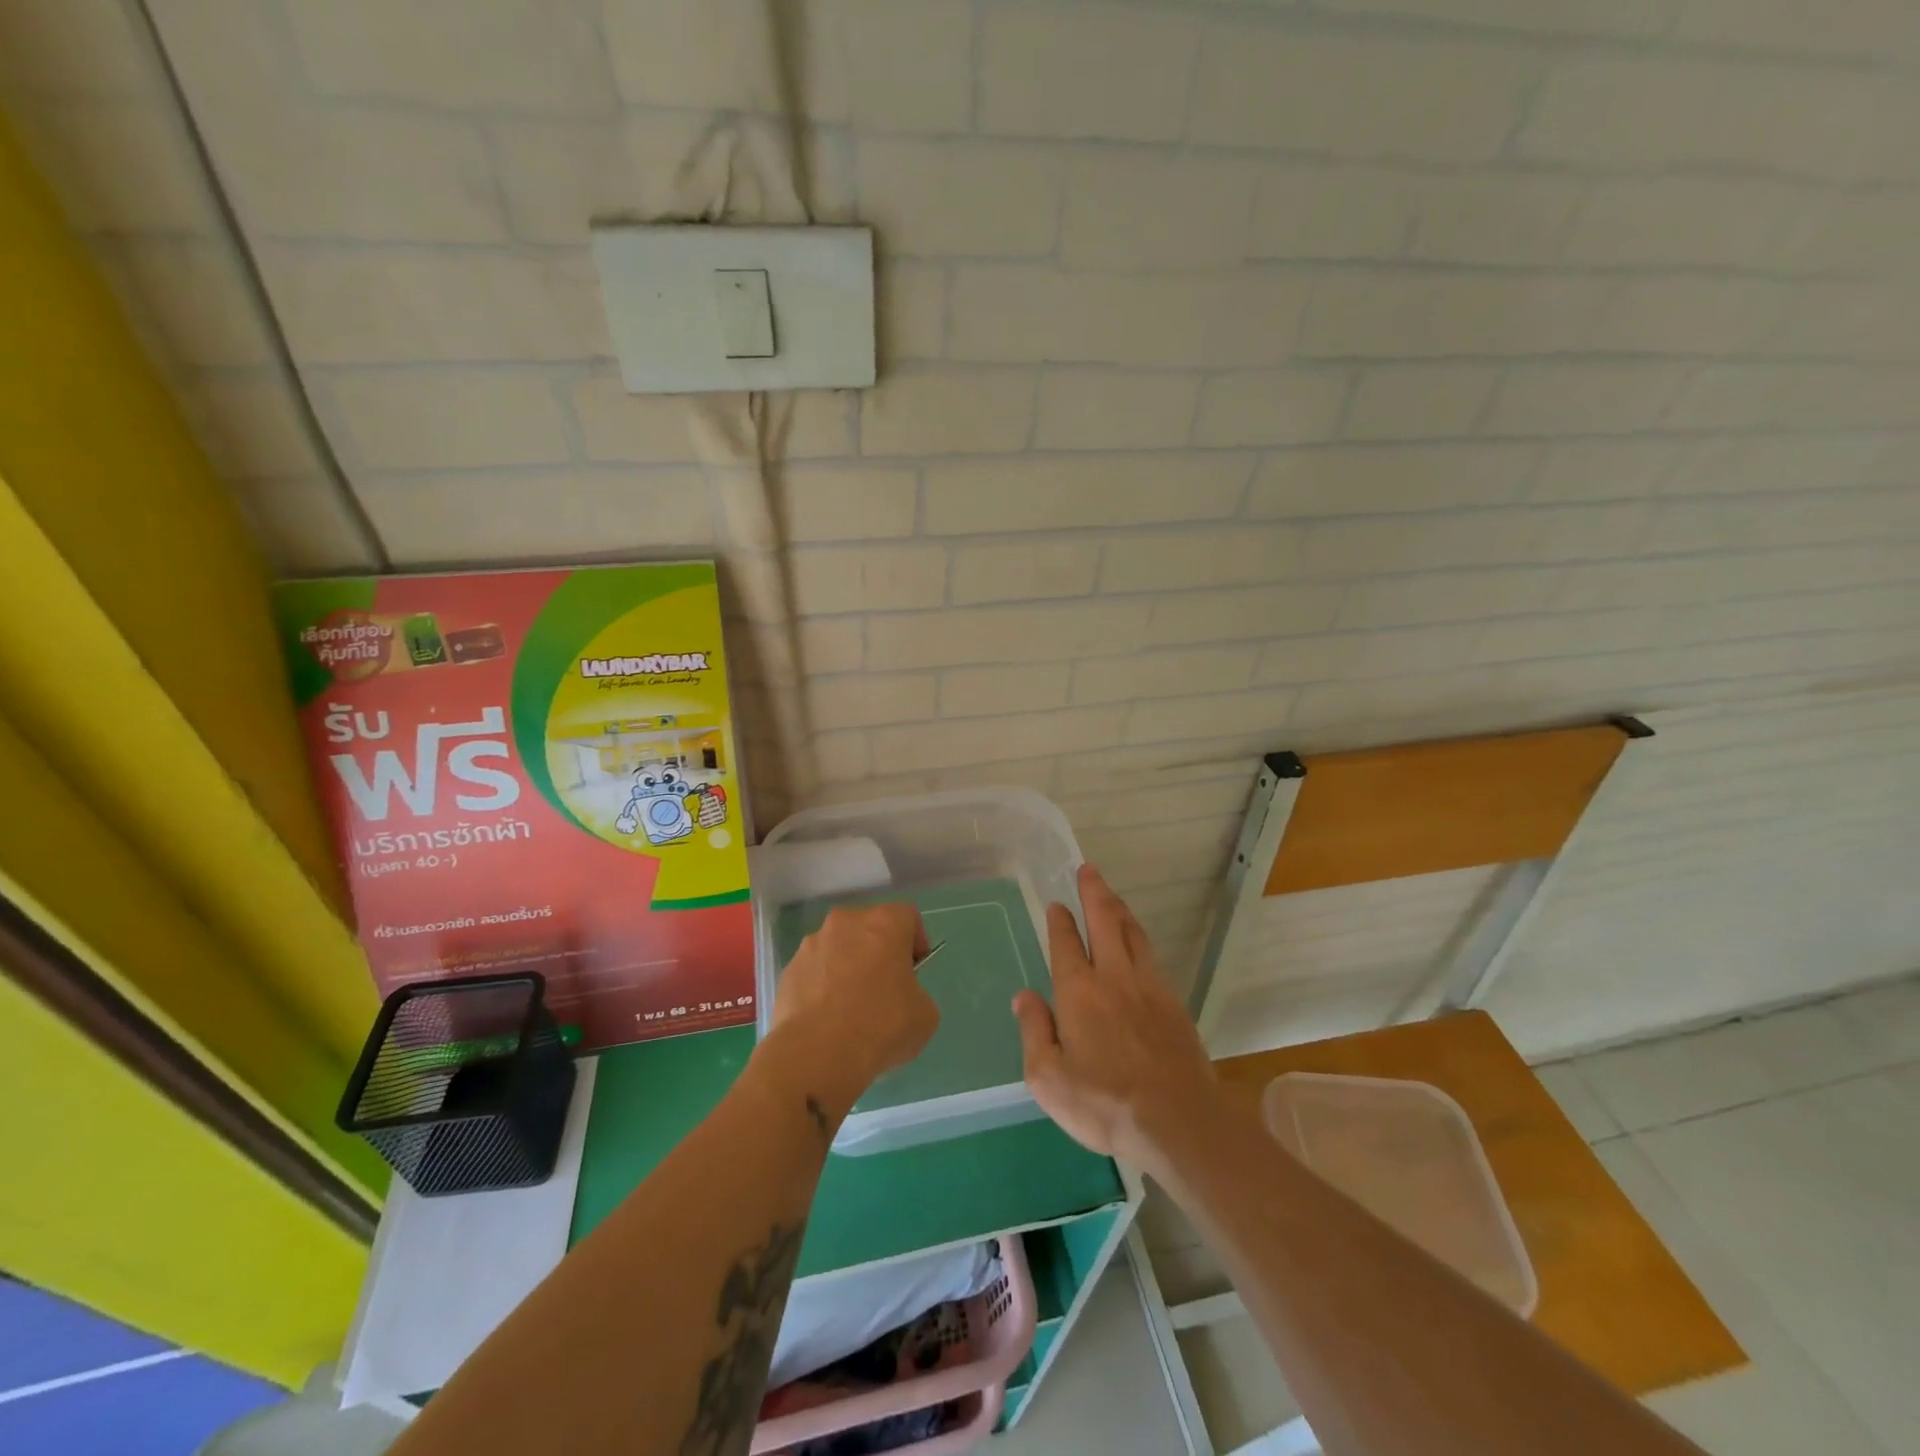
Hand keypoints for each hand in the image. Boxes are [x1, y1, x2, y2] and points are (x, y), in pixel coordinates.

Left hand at [766, 904, 938, 1116]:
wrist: (817, 1054)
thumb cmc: (881, 1025)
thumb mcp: (925, 1015)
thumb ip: (916, 994)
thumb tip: (901, 998)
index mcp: (884, 923)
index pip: (907, 917)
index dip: (916, 942)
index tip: (915, 971)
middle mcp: (846, 922)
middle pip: (869, 928)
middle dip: (879, 952)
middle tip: (886, 989)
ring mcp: (812, 944)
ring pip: (838, 948)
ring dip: (848, 967)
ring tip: (851, 1009)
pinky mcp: (788, 970)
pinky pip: (814, 972)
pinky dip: (822, 987)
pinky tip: (827, 1020)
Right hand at [1014, 865, 1219, 1167]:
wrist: (1177, 1120)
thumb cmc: (1103, 1103)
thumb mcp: (1048, 1078)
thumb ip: (1034, 1032)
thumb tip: (1024, 996)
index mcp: (1078, 992)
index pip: (1066, 943)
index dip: (1060, 921)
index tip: (1057, 904)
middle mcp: (1114, 977)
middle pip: (1104, 922)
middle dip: (1094, 893)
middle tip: (1089, 870)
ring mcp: (1149, 987)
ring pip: (1133, 933)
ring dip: (1119, 909)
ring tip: (1111, 896)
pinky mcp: (1173, 1003)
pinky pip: (1152, 956)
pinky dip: (1139, 937)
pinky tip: (1138, 943)